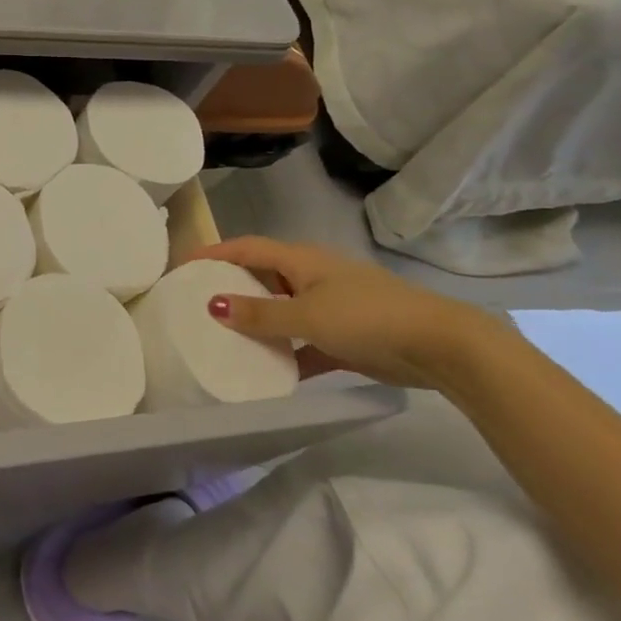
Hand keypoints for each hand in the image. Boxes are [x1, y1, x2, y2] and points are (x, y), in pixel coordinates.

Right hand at [192, 237, 511, 390]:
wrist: (437, 345)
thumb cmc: (367, 317)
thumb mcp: (307, 315)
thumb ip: (261, 314)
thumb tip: (214, 305)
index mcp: (301, 260)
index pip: (247, 248)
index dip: (214, 252)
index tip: (183, 265)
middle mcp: (312, 277)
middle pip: (262, 276)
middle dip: (232, 287)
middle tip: (197, 303)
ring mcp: (330, 306)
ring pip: (282, 310)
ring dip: (258, 323)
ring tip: (224, 338)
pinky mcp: (345, 337)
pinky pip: (304, 342)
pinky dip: (287, 353)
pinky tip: (269, 373)